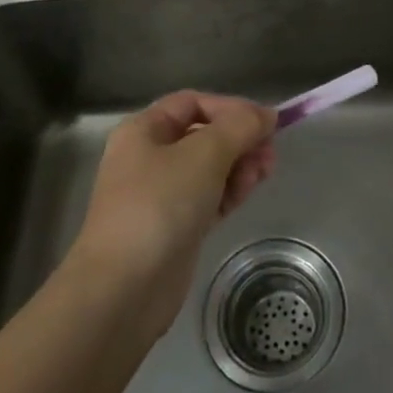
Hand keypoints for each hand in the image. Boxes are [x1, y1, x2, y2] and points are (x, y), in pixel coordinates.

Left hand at [69, 91, 276, 335]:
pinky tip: (246, 194)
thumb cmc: (159, 206)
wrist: (124, 289)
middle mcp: (149, 157)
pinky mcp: (174, 226)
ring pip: (209, 167)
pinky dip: (229, 191)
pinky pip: (208, 196)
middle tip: (269, 154)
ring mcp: (160, 194)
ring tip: (261, 175)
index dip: (230, 107)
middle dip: (240, 140)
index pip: (193, 103)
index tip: (265, 124)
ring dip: (239, 166)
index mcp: (143, 130)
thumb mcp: (204, 154)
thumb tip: (266, 114)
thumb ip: (240, 127)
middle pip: (204, 135)